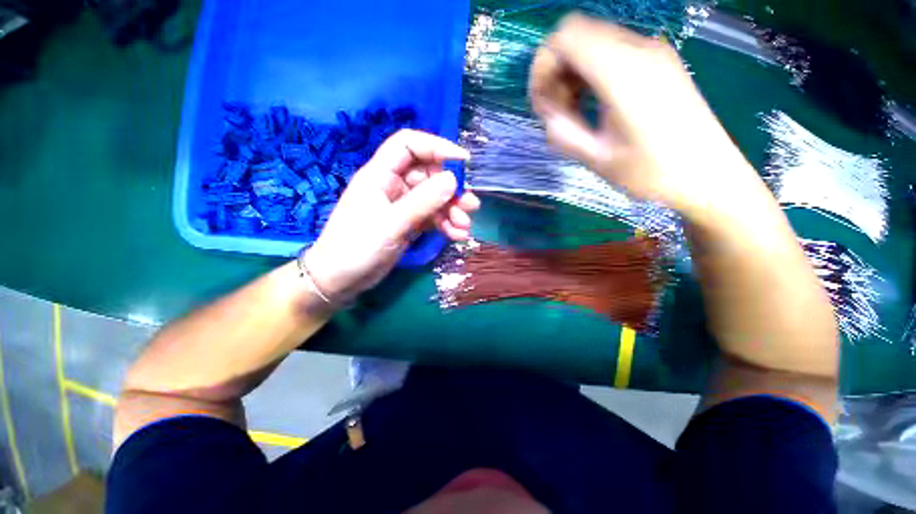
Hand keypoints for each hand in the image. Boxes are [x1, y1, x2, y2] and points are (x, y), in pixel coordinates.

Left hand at [303, 129, 480, 302]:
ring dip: (452, 210)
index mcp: (380, 175)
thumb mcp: (391, 224)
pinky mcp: (408, 223)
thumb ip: (422, 202)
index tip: (463, 162)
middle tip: (470, 206)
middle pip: (428, 174)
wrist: (340, 280)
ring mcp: (402, 205)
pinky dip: (446, 224)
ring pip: (434, 198)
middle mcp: (393, 185)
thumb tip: (452, 179)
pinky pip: (432, 217)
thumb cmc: (357, 248)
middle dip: (451, 189)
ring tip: (465, 226)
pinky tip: (457, 235)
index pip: (409, 145)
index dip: (436, 147)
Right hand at [528, 14, 759, 218]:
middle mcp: (639, 49)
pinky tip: (593, 104)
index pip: (565, 37)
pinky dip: (591, 73)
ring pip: (592, 42)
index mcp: (623, 72)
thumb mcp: (597, 159)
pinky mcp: (659, 61)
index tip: (543, 105)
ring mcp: (652, 51)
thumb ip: (563, 133)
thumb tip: (548, 115)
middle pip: (577, 35)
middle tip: (557, 113)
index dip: (543, 67)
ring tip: (574, 113)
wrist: (708, 174)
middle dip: (556, 72)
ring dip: (572, 74)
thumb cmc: (652, 172)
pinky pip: (611, 52)